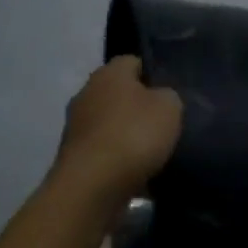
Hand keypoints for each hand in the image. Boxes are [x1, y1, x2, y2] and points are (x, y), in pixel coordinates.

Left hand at [54, 56, 182, 197]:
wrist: (93, 186)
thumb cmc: (134, 134)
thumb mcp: (169, 107)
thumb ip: (169, 95)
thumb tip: (160, 97)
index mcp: (109, 74)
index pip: (133, 61)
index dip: (154, 72)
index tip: (172, 90)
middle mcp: (87, 94)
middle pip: (119, 93)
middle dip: (139, 105)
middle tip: (166, 120)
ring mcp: (76, 127)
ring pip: (110, 122)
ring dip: (128, 133)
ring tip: (155, 149)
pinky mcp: (75, 157)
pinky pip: (104, 150)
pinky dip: (119, 157)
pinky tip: (138, 169)